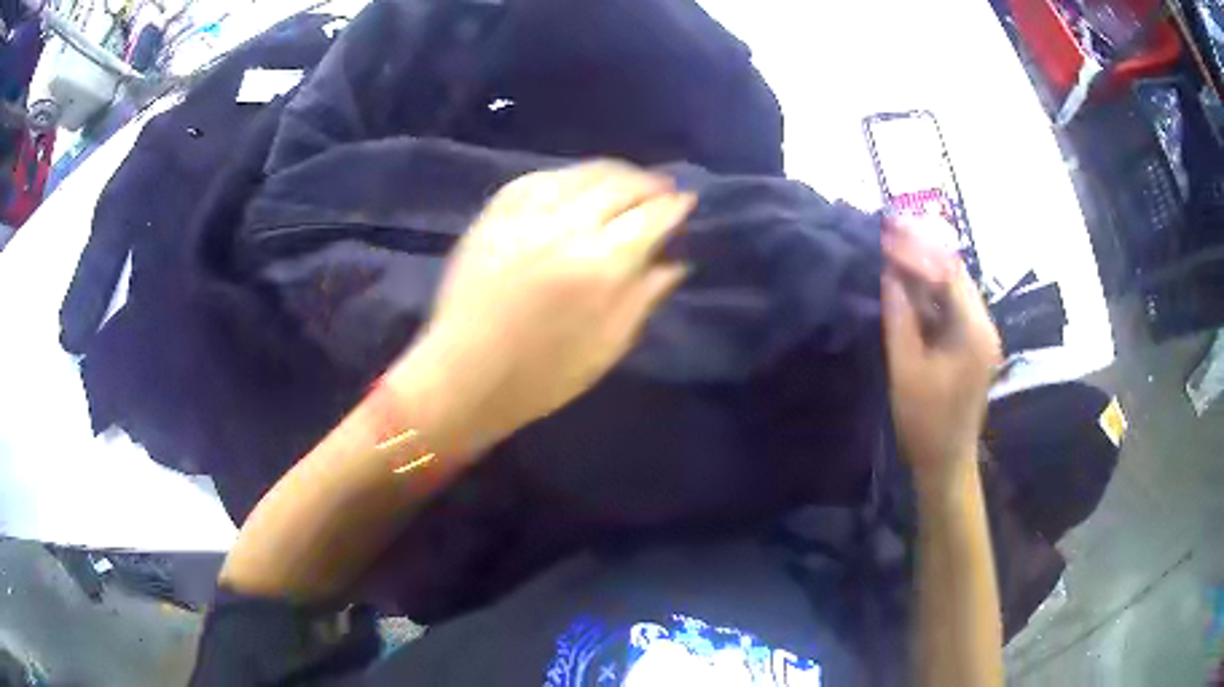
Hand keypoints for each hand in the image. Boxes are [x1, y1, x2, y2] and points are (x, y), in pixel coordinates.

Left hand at [394, 161, 692, 454]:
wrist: (466, 375)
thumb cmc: (543, 376)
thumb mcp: (608, 346)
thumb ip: (644, 296)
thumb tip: (675, 262)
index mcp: (602, 265)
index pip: (652, 217)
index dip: (674, 207)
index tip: (686, 201)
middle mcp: (567, 227)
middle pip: (620, 186)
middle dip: (649, 183)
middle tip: (663, 188)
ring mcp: (526, 216)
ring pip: (580, 173)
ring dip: (613, 172)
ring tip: (628, 178)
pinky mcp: (494, 215)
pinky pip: (538, 178)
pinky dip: (566, 174)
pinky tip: (577, 180)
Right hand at [881, 217, 1000, 491]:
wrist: (945, 462)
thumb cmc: (925, 422)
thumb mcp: (906, 369)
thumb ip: (898, 317)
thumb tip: (887, 273)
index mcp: (974, 331)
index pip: (949, 272)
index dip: (918, 249)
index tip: (887, 233)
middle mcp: (984, 325)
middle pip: (955, 273)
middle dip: (922, 250)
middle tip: (888, 231)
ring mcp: (980, 335)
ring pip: (952, 288)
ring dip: (924, 269)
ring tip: (892, 250)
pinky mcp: (972, 344)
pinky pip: (950, 306)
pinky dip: (929, 292)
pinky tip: (906, 283)